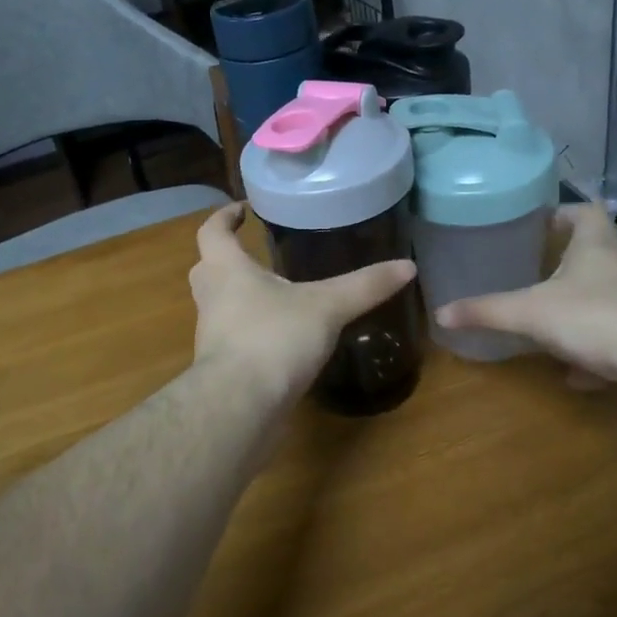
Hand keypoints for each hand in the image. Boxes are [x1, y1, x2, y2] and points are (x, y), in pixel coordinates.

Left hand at [190, 203, 416, 404]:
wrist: (240, 407)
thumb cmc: (274, 338)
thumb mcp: (327, 307)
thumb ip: (364, 286)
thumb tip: (408, 266)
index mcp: (226, 270)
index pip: (212, 232)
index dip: (223, 216)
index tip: (241, 209)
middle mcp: (211, 298)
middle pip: (208, 268)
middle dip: (228, 258)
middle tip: (256, 254)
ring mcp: (212, 336)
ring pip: (219, 306)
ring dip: (239, 297)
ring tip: (276, 296)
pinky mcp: (222, 369)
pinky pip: (233, 339)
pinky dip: (251, 333)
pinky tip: (281, 339)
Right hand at [435, 204, 616, 423]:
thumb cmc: (596, 319)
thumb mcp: (530, 312)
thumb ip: (486, 311)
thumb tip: (440, 312)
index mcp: (596, 244)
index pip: (583, 211)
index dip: (561, 213)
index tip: (536, 225)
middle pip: (592, 253)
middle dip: (562, 263)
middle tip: (527, 272)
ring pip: (602, 298)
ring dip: (576, 308)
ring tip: (541, 319)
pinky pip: (612, 339)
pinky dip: (591, 353)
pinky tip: (569, 372)